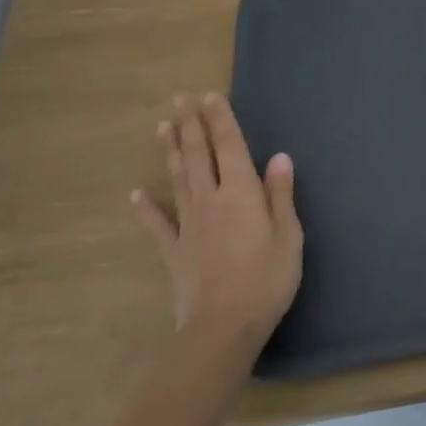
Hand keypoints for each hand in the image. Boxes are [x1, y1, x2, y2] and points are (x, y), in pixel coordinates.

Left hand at [131, 94, 302, 353]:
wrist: (221, 329)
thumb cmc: (266, 280)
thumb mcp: (289, 236)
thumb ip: (281, 195)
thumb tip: (279, 156)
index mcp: (242, 193)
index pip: (230, 146)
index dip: (219, 119)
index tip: (208, 95)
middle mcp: (211, 200)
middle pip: (199, 155)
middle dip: (190, 125)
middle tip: (179, 99)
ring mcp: (188, 225)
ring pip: (178, 179)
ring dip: (171, 152)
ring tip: (163, 127)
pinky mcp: (174, 251)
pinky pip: (158, 224)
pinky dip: (146, 208)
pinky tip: (136, 195)